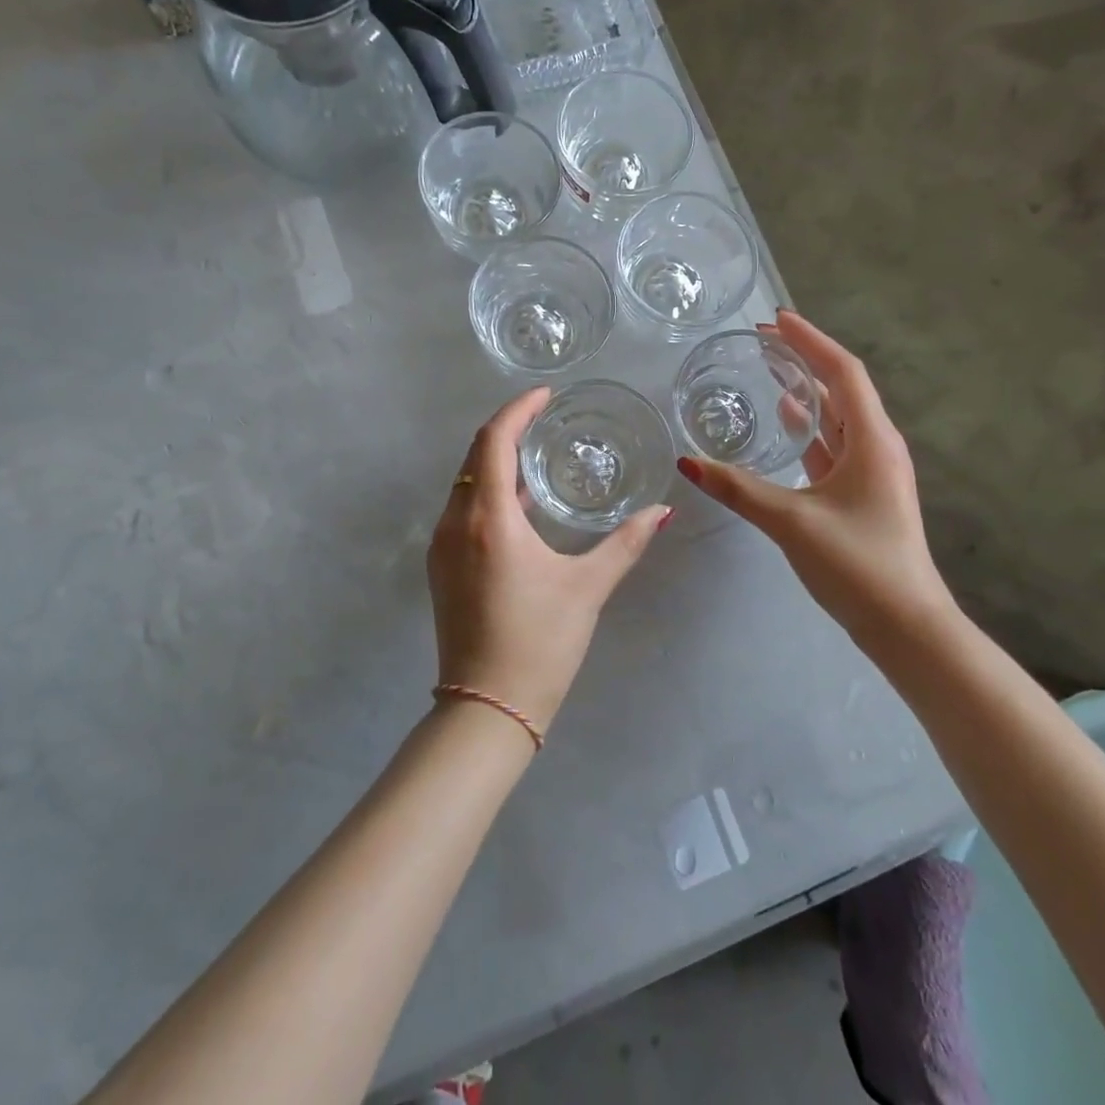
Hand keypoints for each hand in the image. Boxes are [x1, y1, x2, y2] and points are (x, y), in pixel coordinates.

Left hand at [427, 389, 671, 732]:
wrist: (485, 709)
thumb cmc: (539, 642)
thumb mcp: (587, 588)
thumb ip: (625, 543)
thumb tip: (662, 511)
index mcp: (488, 519)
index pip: (494, 441)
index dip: (517, 410)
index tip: (546, 395)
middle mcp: (455, 523)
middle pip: (476, 457)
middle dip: (508, 430)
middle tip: (546, 418)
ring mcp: (442, 546)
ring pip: (466, 484)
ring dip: (497, 463)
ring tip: (538, 455)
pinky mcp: (441, 568)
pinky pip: (462, 511)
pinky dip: (489, 494)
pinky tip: (521, 507)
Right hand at [676, 310, 958, 652]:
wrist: (906, 626)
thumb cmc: (857, 563)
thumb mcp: (791, 521)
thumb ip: (738, 489)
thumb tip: (687, 463)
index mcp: (872, 440)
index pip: (842, 372)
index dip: (809, 341)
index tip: (775, 319)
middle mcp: (878, 446)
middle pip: (842, 387)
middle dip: (805, 359)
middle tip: (763, 342)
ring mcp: (874, 472)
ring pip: (839, 417)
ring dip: (808, 392)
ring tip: (770, 371)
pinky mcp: (864, 494)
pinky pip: (834, 445)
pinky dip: (810, 428)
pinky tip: (786, 424)